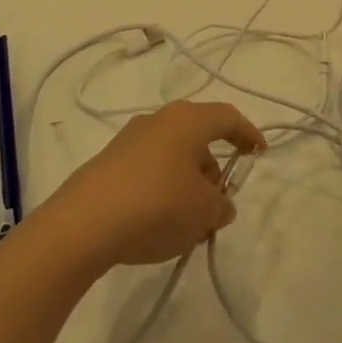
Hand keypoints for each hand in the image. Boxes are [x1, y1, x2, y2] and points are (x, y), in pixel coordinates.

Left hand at [43, 101, 266, 270]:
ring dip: (188, 184)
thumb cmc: (156, 205)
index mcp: (186, 120)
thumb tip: (219, 203)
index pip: (227, 117)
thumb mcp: (203, 211)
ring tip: (189, 225)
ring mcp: (129, 140)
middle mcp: (158, 120)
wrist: (83, 224)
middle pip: (197, 137)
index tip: (258, 153)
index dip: (247, 133)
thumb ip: (221, 205)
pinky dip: (163, 190)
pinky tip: (160, 224)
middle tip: (219, 204)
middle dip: (213, 170)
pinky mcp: (109, 163)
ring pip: (172, 156)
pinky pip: (149, 170)